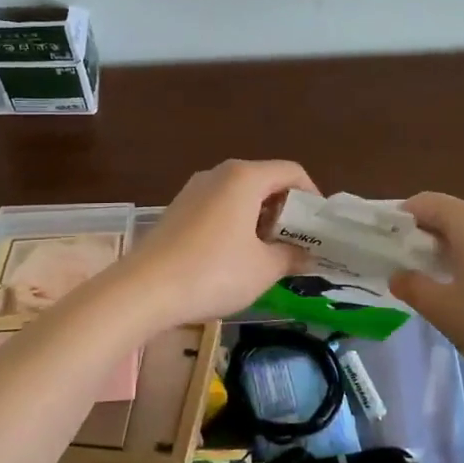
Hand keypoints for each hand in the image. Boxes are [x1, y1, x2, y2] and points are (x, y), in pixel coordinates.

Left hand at [121, 160, 318, 327]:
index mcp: (245, 177)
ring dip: (261, 219)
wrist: (143, 290)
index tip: (320, 228)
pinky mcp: (177, 210)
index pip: (291, 172)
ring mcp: (194, 190)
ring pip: (240, 195)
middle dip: (286, 210)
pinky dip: (236, 224)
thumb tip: (307, 255)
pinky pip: (218, 207)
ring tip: (270, 253)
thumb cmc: (213, 273)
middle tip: (298, 243)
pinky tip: (236, 257)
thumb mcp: (263, 269)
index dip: (312, 197)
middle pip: (265, 181)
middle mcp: (219, 174)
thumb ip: (291, 256)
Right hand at [390, 192, 463, 396]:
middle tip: (411, 268)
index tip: (389, 244)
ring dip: (457, 249)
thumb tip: (400, 276)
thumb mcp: (444, 311)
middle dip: (429, 236)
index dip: (403, 219)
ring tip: (445, 283)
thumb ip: (413, 287)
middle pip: (454, 214)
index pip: (427, 203)